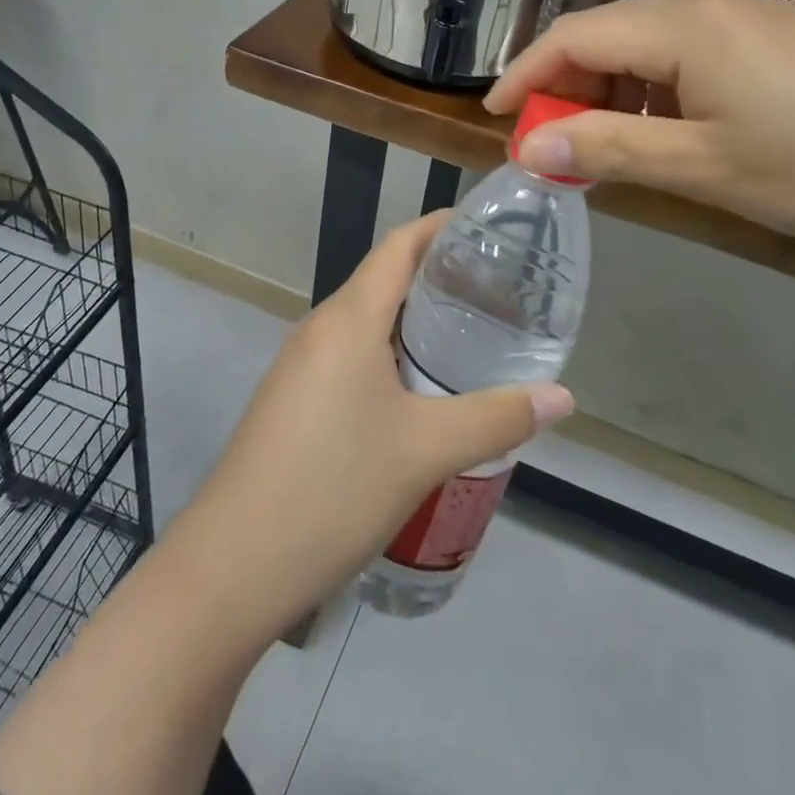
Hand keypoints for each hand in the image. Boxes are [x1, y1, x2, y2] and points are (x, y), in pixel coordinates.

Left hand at [164, 213, 574, 643]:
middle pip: (384, 280)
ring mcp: (300, 364)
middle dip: (438, 278)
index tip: (487, 231)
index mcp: (348, 318)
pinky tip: (420, 392)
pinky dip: (390, 354)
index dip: (440, 228)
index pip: (398, 246)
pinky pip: (350, 355)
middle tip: (497, 292)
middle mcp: (320, 327)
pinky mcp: (292, 399)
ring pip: (367, 322)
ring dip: (415, 321)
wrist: (232, 566)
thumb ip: (497, 418)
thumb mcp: (426, 451)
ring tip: (469, 338)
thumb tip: (563, 397)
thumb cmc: (334, 488)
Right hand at [486, 0, 794, 249]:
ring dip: (614, 92)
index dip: (527, 74)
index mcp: (685, 26)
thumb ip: (612, 151)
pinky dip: (658, 92)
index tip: (495, 116)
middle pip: (609, 35)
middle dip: (569, 87)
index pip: (575, 36)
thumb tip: (530, 147)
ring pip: (650, 46)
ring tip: (606, 148)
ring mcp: (749, 18)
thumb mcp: (708, 167)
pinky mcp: (777, 39)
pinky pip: (691, 55)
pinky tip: (669, 132)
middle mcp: (709, 5)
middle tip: (553, 145)